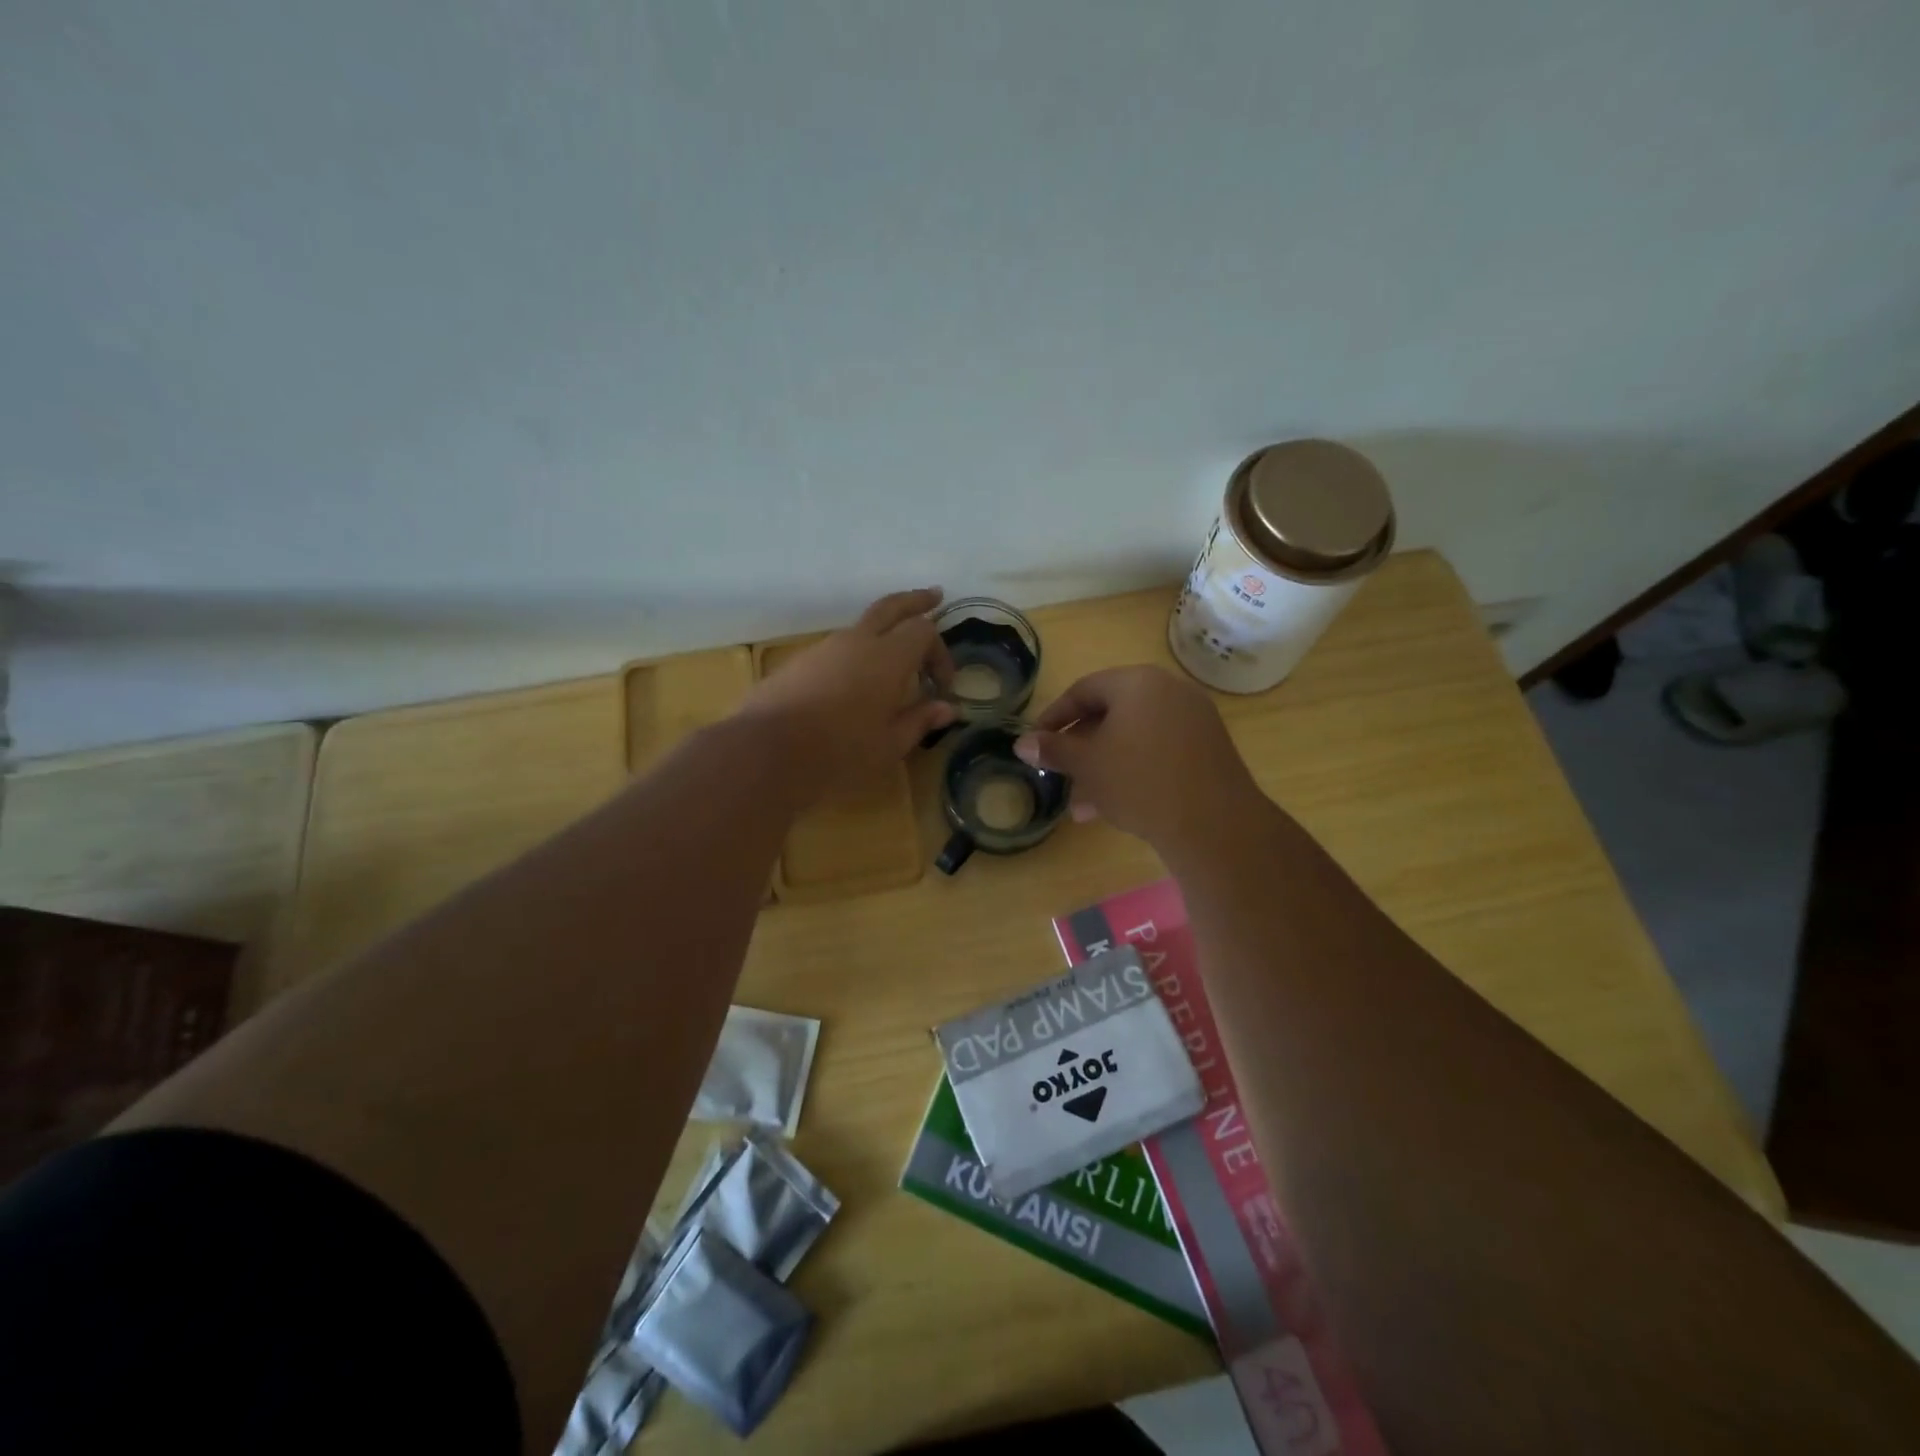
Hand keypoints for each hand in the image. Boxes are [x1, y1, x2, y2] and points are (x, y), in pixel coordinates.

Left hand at [739, 588, 956, 793]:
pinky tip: (856, 681)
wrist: (766, 752)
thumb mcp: (889, 745)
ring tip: (895, 657)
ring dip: (884, 633)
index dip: (940, 653)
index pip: (924, 631)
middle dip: (915, 600)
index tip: (942, 687)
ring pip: (861, 627)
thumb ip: (919, 721)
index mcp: (887, 657)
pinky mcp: (800, 663)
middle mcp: (857, 641)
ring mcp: (824, 648)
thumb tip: (947, 708)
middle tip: (934, 596)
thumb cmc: (839, 752)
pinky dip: (857, 653)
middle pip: (891, 606)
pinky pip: (838, 648)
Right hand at [1014, 666, 1258, 849]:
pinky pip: (1159, 750)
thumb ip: (1053, 749)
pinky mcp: (1209, 747)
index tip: (1036, 743)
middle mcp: (1169, 690)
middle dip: (1081, 750)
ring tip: (1084, 807)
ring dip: (1104, 768)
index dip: (1054, 717)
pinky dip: (1134, 770)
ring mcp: (1194, 718)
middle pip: (1111, 714)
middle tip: (1060, 776)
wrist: (1214, 824)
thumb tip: (1021, 743)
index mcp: (1137, 682)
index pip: (1083, 690)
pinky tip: (1118, 808)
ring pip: (1134, 738)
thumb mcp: (1088, 765)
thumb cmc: (1140, 782)